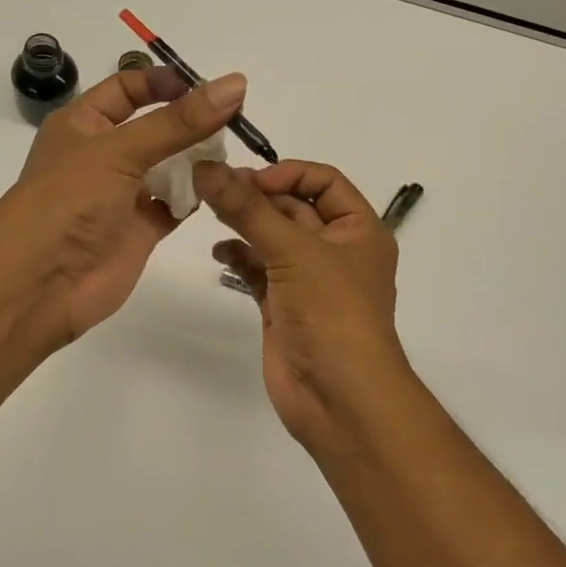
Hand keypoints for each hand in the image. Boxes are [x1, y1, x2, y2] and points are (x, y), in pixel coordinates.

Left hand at [0, 66, 246, 348]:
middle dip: (190, 124)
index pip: (127, 89)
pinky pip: (174, 205)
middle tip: (235, 122)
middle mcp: (103, 155)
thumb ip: (179, 122)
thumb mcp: (121, 150)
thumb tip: (234, 84)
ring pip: (169, 168)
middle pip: (155, 128)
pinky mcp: (140, 229)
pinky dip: (196, 198)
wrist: (42, 282)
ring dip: (197, 161)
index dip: (163, 83)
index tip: (208, 89)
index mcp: (83, 124)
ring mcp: (122, 195)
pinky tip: (221, 189)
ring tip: (232, 154)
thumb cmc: (70, 200)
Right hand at [194, 160, 411, 453]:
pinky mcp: (284, 306)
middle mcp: (336, 250)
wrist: (338, 398)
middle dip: (256, 197)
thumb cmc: (332, 313)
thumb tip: (206, 167)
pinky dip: (240, 258)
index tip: (245, 180)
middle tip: (213, 189)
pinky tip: (220, 253)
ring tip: (209, 215)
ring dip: (244, 225)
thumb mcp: (294, 251)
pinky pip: (259, 270)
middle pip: (293, 208)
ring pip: (273, 239)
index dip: (286, 174)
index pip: (324, 181)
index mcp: (359, 230)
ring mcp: (309, 280)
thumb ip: (247, 209)